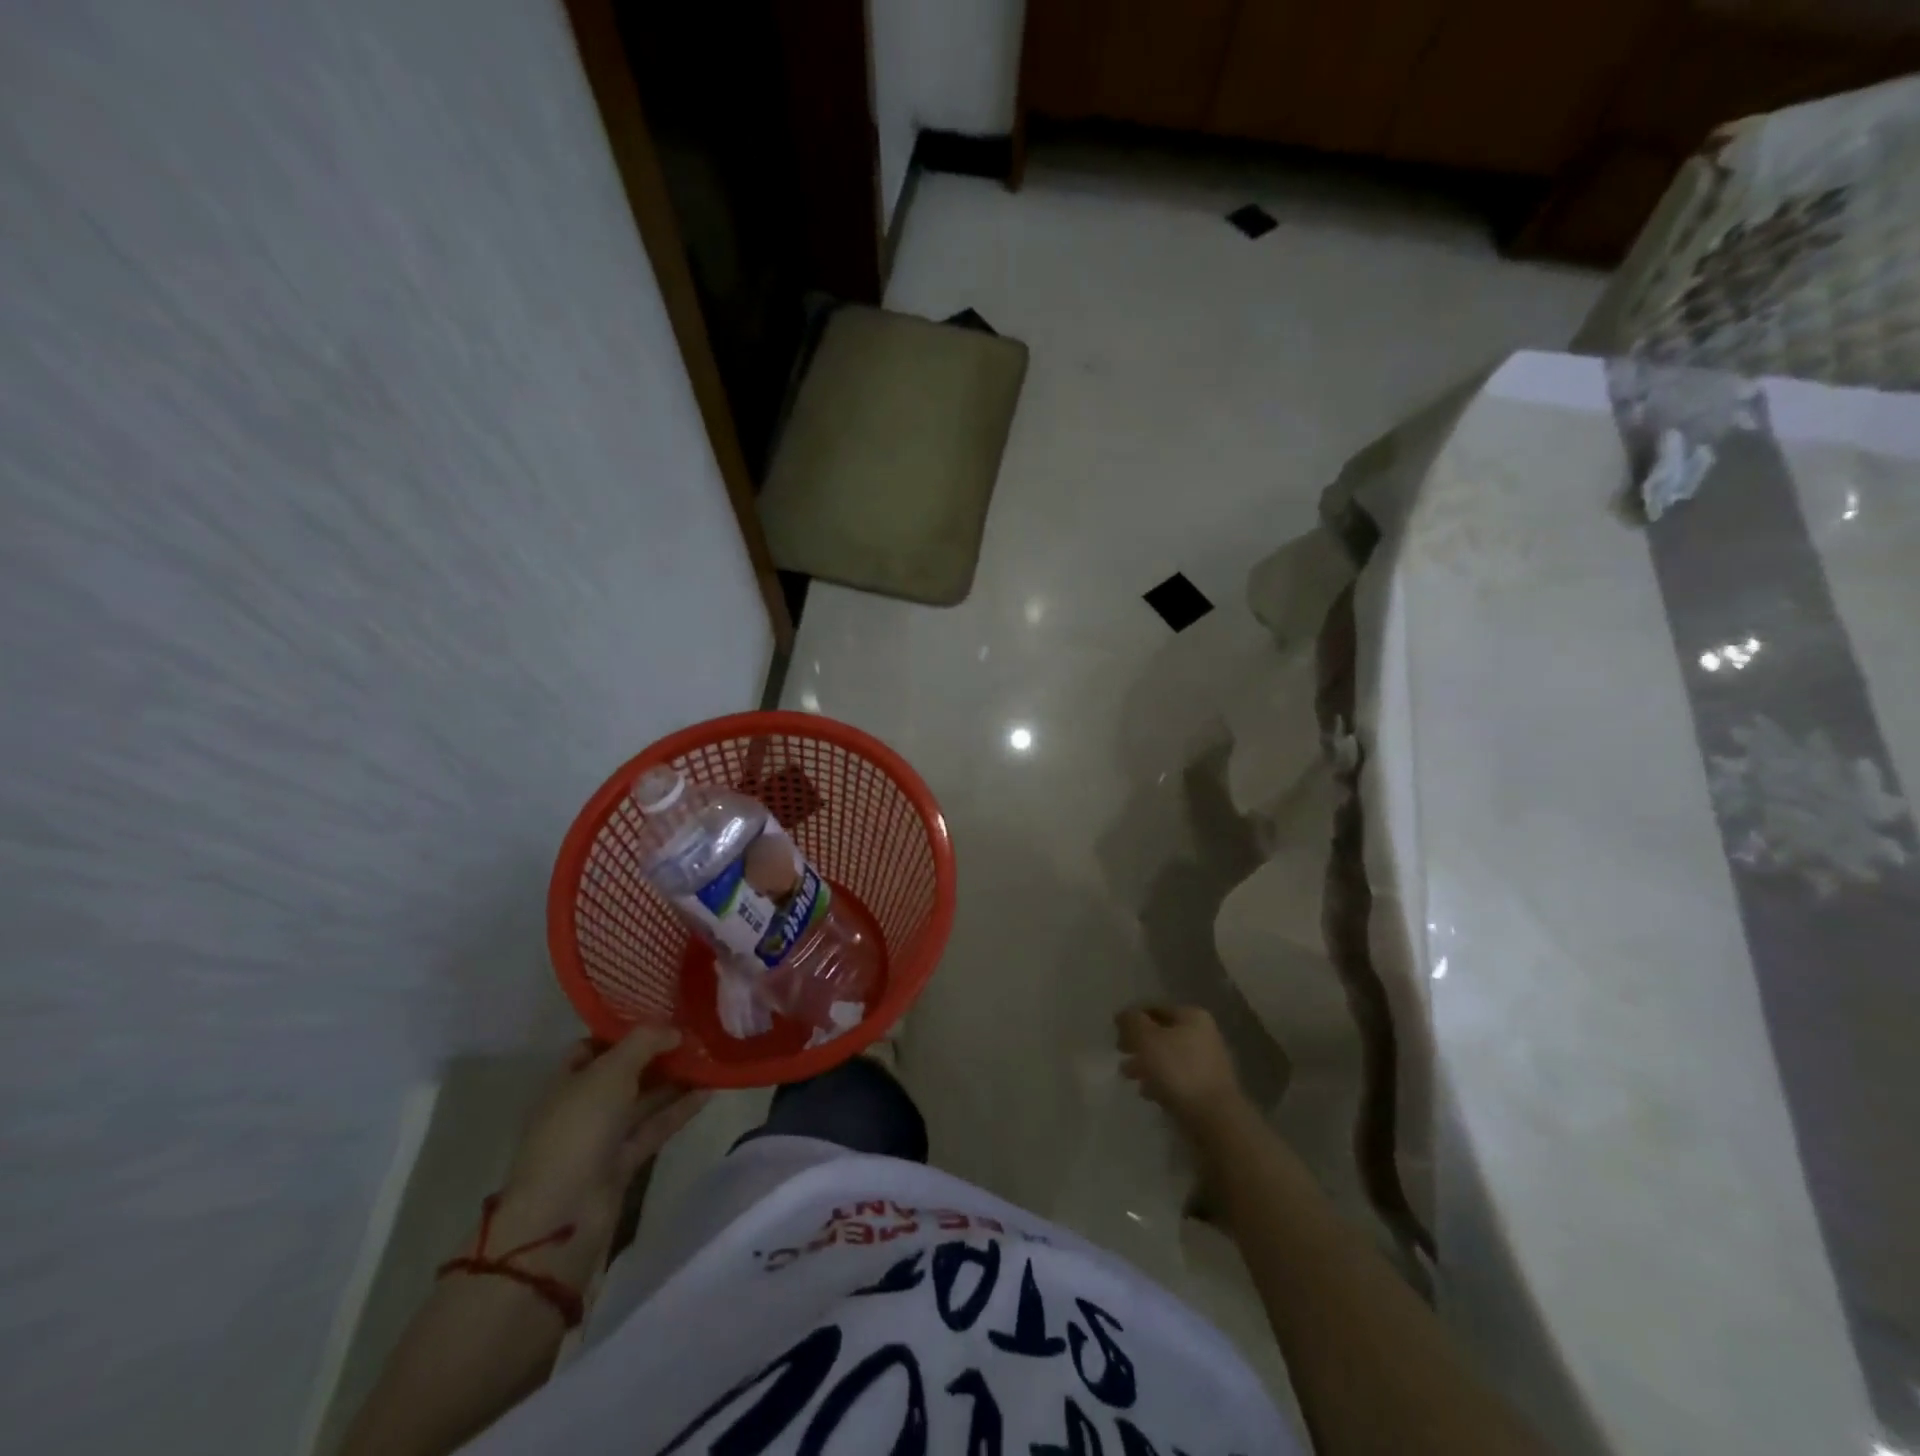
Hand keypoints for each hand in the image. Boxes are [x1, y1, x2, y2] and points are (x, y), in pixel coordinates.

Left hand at [496, 1026, 708, 1251]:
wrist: (564, 1212)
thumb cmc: (579, 1128)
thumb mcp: (611, 1071)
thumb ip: (645, 1042)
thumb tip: (676, 1031)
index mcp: (567, 1080)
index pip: (594, 1046)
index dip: (624, 1030)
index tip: (662, 1015)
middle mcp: (584, 1105)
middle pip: (624, 1072)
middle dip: (657, 1054)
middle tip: (695, 1033)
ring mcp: (603, 1135)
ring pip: (643, 1099)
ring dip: (674, 1080)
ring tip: (711, 1057)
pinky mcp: (624, 1161)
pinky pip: (656, 1126)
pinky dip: (680, 1109)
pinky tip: (709, 1090)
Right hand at [1116, 1006, 1246, 1132]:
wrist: (1215, 1120)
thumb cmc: (1179, 1071)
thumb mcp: (1147, 1039)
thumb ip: (1132, 1022)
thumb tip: (1124, 1015)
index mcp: (1192, 1017)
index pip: (1155, 1008)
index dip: (1133, 1018)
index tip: (1115, 1032)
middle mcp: (1203, 1035)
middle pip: (1162, 1034)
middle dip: (1138, 1043)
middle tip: (1119, 1053)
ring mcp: (1207, 1064)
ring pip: (1168, 1058)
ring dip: (1146, 1064)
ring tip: (1128, 1076)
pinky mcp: (1206, 1090)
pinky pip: (1177, 1079)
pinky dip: (1160, 1083)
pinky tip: (1147, 1093)